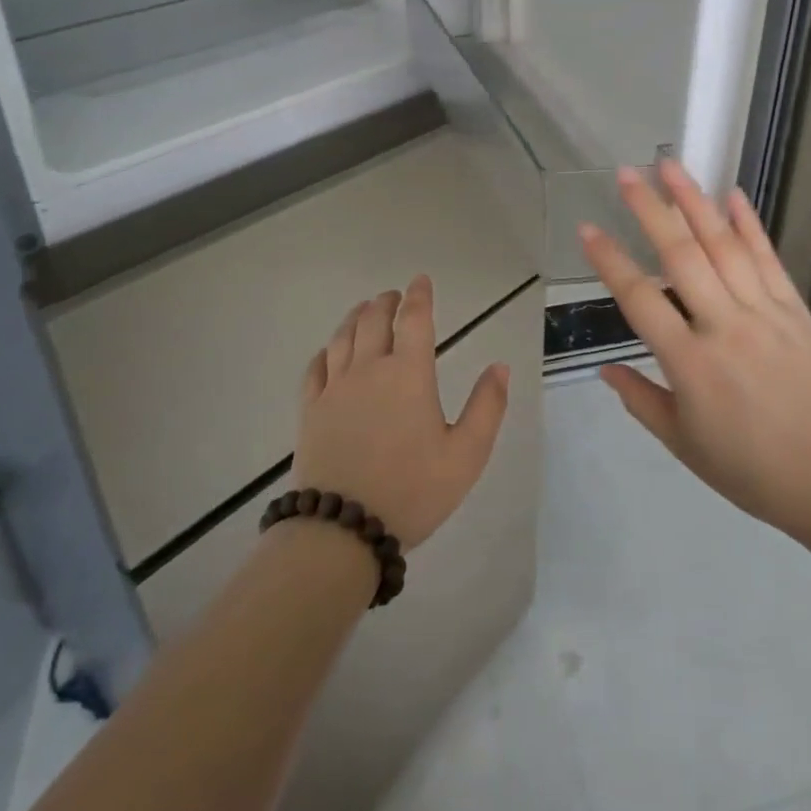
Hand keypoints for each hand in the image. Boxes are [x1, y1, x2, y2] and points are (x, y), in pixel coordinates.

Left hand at [293, 275, 509, 550]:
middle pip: (374, 321)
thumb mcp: (466, 455)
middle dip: (386, 302)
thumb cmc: (412, 490)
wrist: (342, 530)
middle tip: (393, 296)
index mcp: (409, 374)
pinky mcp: (310, 411)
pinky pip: (315, 368)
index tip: (420, 280)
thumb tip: (500, 366)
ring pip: (343, 338)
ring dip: (356, 317)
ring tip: (364, 310)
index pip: (415, 320)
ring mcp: (335, 389)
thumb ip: (487, 407)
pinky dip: (326, 350)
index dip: (419, 295)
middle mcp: (369, 370)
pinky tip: (329, 351)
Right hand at [579, 161, 810, 544]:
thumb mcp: (683, 444)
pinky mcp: (796, 310)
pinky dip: (750, 225)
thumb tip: (604, 369)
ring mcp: (764, 313)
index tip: (588, 228)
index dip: (610, 260)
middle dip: (650, 210)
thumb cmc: (750, 470)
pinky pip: (769, 259)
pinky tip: (733, 195)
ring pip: (724, 246)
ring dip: (695, 202)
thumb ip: (641, 400)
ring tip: (671, 166)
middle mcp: (724, 326)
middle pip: (681, 256)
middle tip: (627, 173)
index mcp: (690, 363)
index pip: (639, 299)